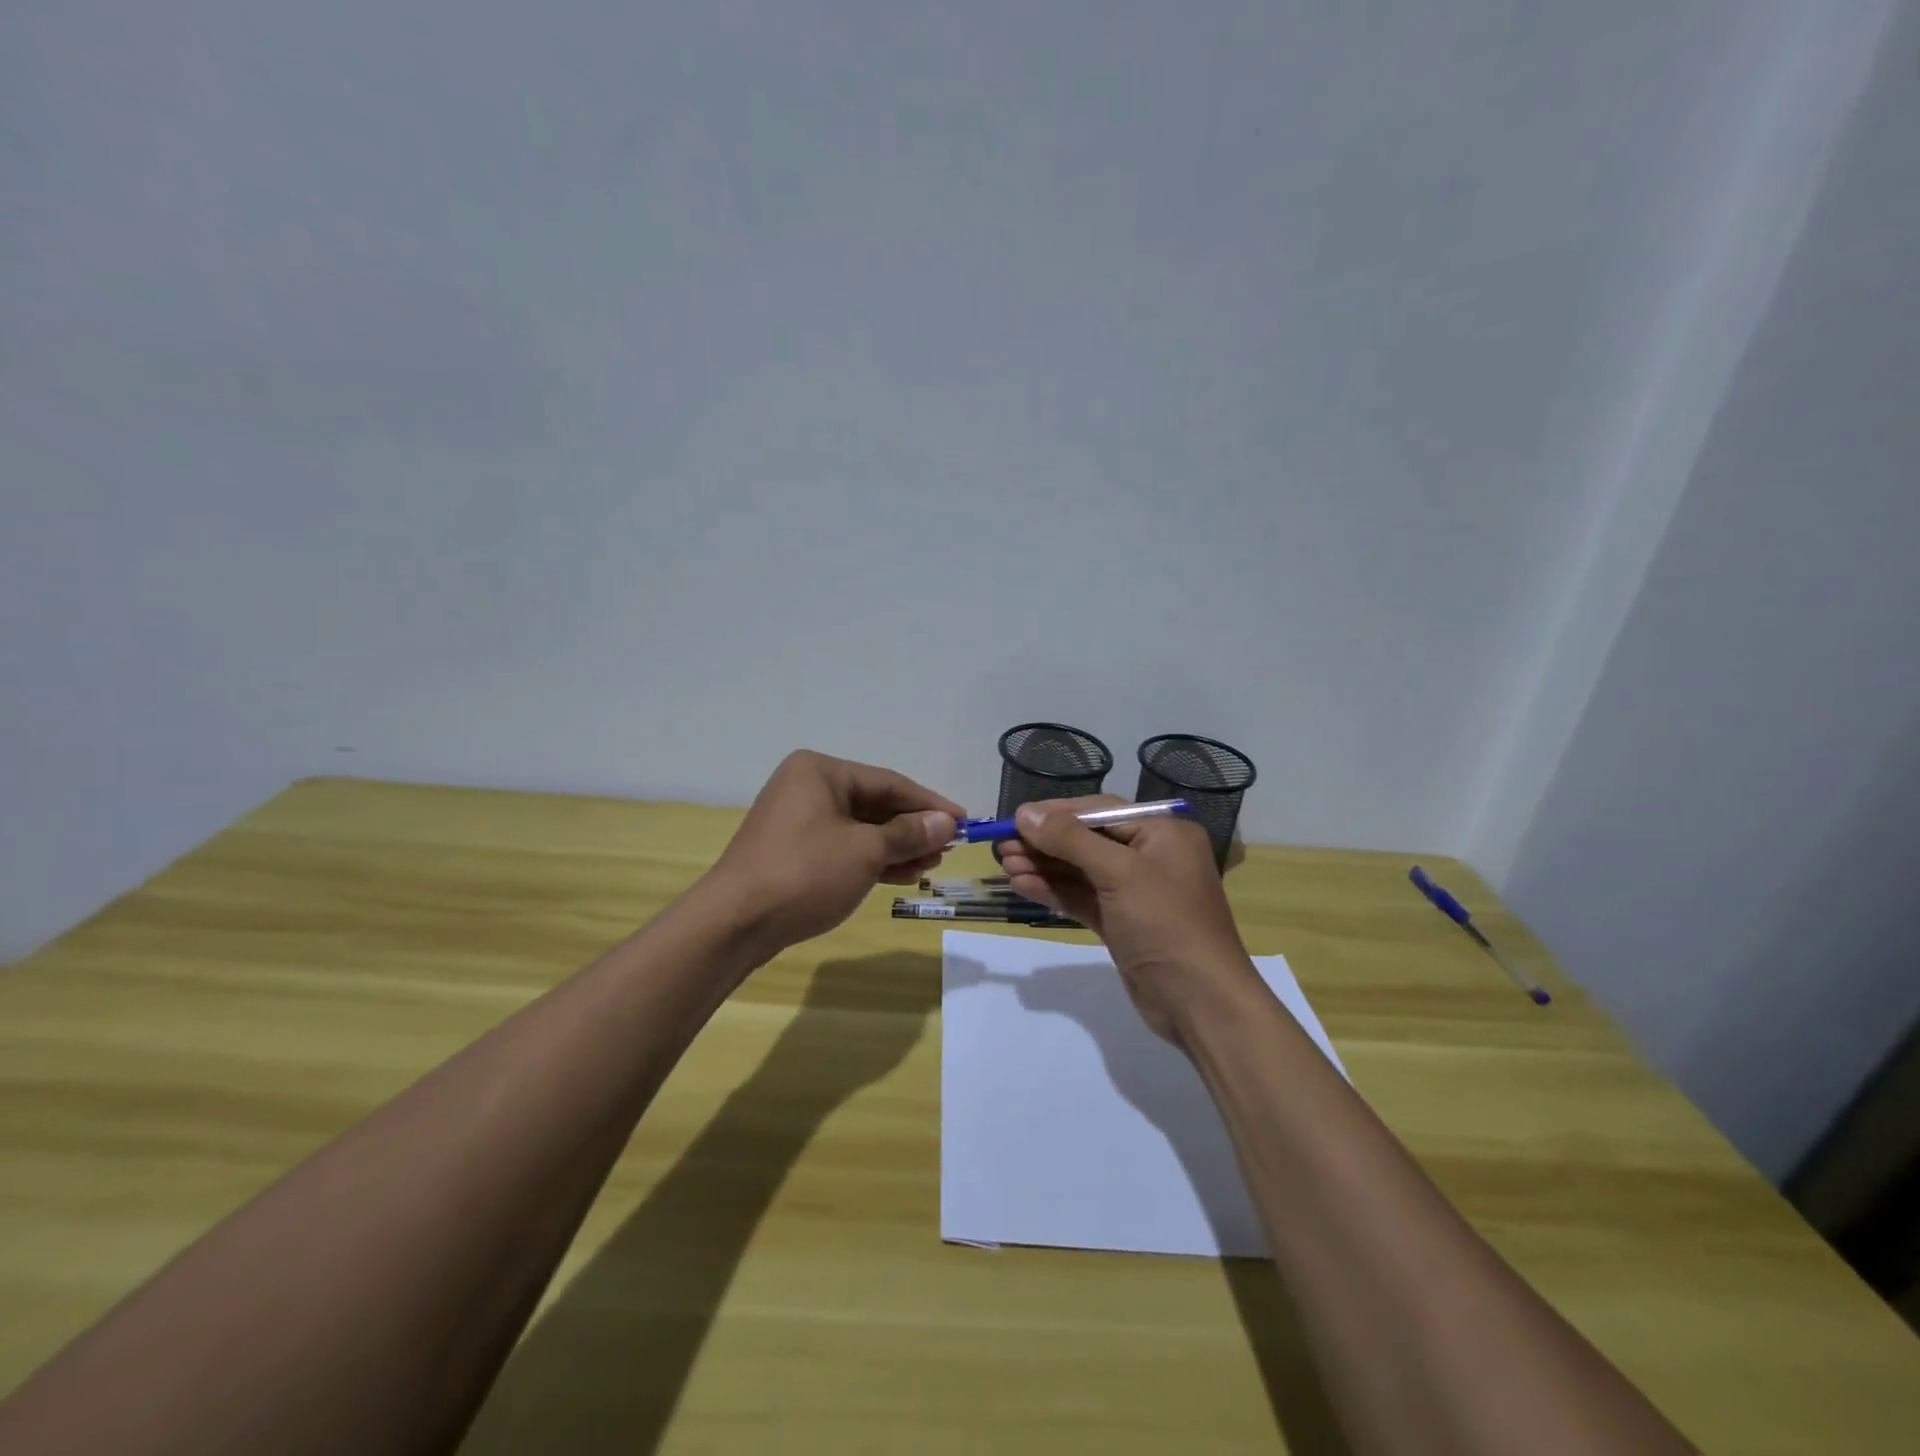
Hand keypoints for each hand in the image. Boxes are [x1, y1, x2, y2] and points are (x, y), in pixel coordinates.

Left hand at [707, 750, 961, 953]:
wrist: (735, 923)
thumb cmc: (805, 873)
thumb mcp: (865, 851)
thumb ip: (908, 833)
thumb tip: (946, 821)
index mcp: (820, 771)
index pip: (888, 782)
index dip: (929, 803)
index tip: (964, 820)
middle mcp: (807, 787)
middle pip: (874, 804)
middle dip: (912, 828)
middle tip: (948, 847)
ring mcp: (797, 820)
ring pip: (860, 828)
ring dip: (896, 846)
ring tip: (930, 864)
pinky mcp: (793, 851)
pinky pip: (842, 847)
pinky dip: (871, 859)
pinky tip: (901, 874)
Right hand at [996, 797, 1260, 1043]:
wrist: (1200, 1003)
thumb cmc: (1165, 923)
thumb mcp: (1119, 873)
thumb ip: (1070, 839)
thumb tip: (1025, 813)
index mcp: (1162, 833)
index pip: (1100, 811)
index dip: (1056, 813)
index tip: (1015, 818)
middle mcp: (1151, 856)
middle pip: (1087, 839)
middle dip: (1045, 842)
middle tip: (1001, 845)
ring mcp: (1136, 892)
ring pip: (1081, 870)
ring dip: (1044, 866)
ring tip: (1004, 864)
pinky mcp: (1122, 923)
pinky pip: (1083, 897)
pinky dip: (1054, 891)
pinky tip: (1022, 886)